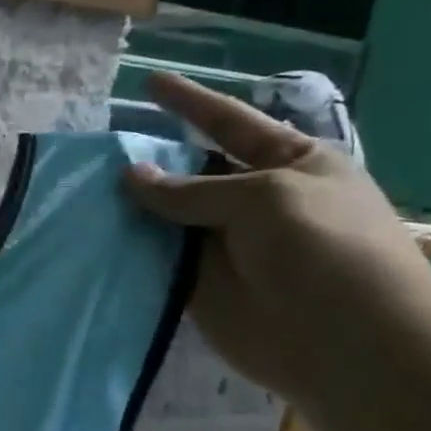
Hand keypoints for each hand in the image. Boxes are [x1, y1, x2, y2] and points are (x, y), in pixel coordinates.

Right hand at [122, 72, 430, 406]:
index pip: (229, 122)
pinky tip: (92, 233)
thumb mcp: (264, 199)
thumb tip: (131, 176)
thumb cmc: (326, 250)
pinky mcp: (199, 284)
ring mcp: (224, 244)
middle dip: (151, 158)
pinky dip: (129, 248)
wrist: (349, 347)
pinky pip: (157, 258)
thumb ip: (192, 189)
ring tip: (81, 187)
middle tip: (98, 148)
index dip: (189, 102)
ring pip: (167, 216)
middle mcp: (254, 200)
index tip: (148, 83)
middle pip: (192, 170)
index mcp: (290, 164)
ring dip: (132, 205)